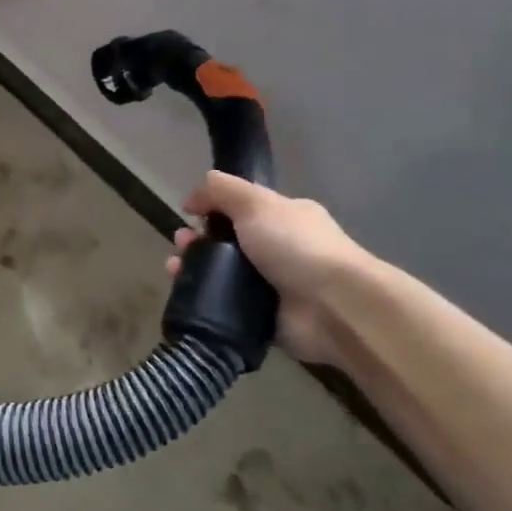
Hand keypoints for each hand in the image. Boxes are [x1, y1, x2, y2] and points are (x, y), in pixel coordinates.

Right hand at [166, 172, 368, 365]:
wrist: (335, 307)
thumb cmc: (296, 246)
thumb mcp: (256, 202)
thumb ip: (221, 191)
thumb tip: (191, 199)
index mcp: (284, 218)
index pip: (241, 208)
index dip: (212, 209)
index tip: (189, 215)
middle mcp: (279, 250)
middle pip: (226, 242)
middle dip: (197, 240)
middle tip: (181, 245)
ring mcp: (272, 287)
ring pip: (222, 275)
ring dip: (194, 270)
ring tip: (176, 270)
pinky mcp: (263, 319)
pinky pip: (226, 307)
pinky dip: (205, 301)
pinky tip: (187, 296)